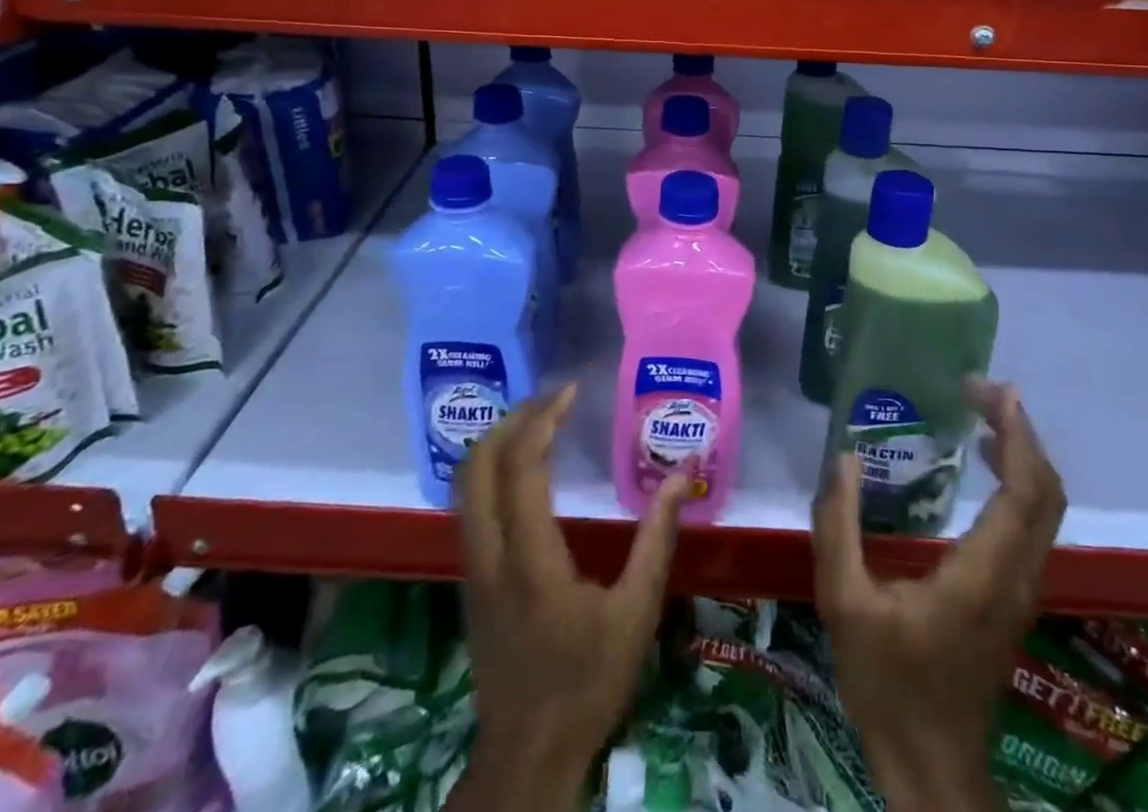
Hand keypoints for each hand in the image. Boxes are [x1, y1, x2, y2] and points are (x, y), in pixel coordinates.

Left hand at [451, 384, 690, 811]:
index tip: (570, 391)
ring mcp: (473, 567)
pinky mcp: (471, 580)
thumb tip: (681, 477)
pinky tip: (524, 468)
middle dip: (512, 419)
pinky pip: (471, 505)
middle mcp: (490, 554)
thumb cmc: (588, 682)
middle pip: (478, 464)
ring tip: (538, 421)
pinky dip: (492, 469)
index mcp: (531, 559)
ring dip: (497, 441)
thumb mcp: (637, 612)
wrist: (528, 755)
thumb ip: (657, 538)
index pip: (521, 467)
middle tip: (551, 400)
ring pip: (466, 483)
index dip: (542, 419)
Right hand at [812, 380, 1066, 811]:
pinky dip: (1018, 479)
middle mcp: (1016, 577)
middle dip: (1023, 433)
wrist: (930, 766)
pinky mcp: (1013, 595)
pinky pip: (1031, 523)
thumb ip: (837, 525)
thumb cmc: (887, 684)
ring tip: (984, 412)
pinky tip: (982, 461)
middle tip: (982, 390)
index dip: (1016, 435)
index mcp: (982, 575)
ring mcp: (1021, 589)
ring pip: (1046, 509)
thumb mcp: (843, 601)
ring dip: (1023, 453)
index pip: (1024, 493)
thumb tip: (844, 457)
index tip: (989, 391)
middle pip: (1047, 494)